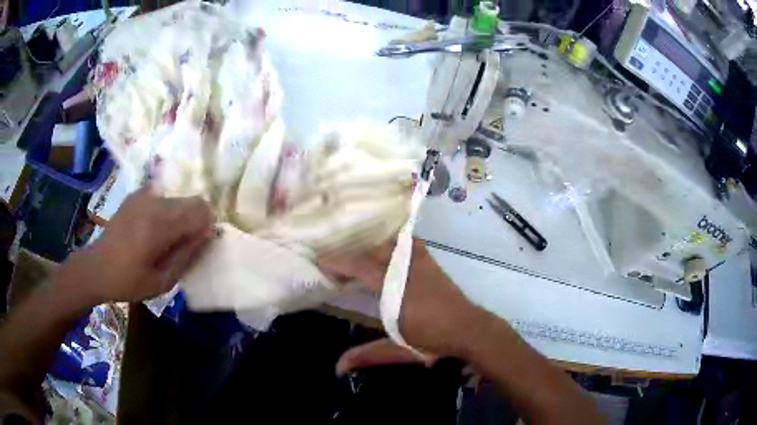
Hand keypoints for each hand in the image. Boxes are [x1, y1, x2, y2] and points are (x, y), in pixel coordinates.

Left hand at [58, 187, 213, 304]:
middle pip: (192, 201)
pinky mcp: (136, 195)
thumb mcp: (162, 281)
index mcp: (159, 225)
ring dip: (180, 216)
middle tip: (184, 245)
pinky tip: (153, 229)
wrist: (96, 267)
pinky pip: (163, 197)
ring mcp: (143, 195)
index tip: (201, 244)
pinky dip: (166, 210)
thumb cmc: (129, 281)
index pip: (200, 210)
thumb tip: (209, 233)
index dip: (207, 226)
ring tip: (166, 239)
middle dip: (195, 220)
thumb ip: (187, 256)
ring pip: (178, 198)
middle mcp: (154, 202)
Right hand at [318, 240, 479, 372]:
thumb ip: (368, 354)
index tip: (320, 260)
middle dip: (351, 254)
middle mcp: (405, 268)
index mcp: (394, 288)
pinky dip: (394, 241)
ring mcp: (420, 261)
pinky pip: (408, 243)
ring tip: (356, 254)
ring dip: (370, 247)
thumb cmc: (433, 339)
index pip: (360, 266)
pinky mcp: (430, 261)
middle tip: (334, 262)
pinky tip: (389, 246)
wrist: (469, 329)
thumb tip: (337, 366)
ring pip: (390, 243)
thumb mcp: (399, 349)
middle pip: (372, 252)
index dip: (338, 262)